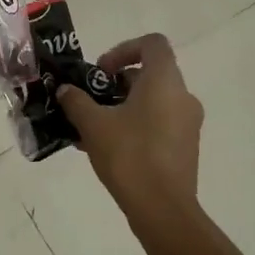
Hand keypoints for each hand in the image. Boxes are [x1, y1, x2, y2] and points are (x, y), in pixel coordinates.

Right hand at [57, 34, 203, 221]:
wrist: (162, 210)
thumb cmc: (129, 155)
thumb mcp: (93, 124)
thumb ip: (76, 101)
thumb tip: (66, 90)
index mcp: (164, 81)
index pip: (152, 44)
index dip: (124, 49)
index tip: (101, 71)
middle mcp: (183, 96)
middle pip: (150, 74)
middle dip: (116, 83)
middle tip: (91, 100)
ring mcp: (188, 123)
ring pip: (153, 101)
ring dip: (123, 106)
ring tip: (93, 127)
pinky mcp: (185, 147)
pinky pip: (158, 123)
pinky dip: (135, 125)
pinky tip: (107, 148)